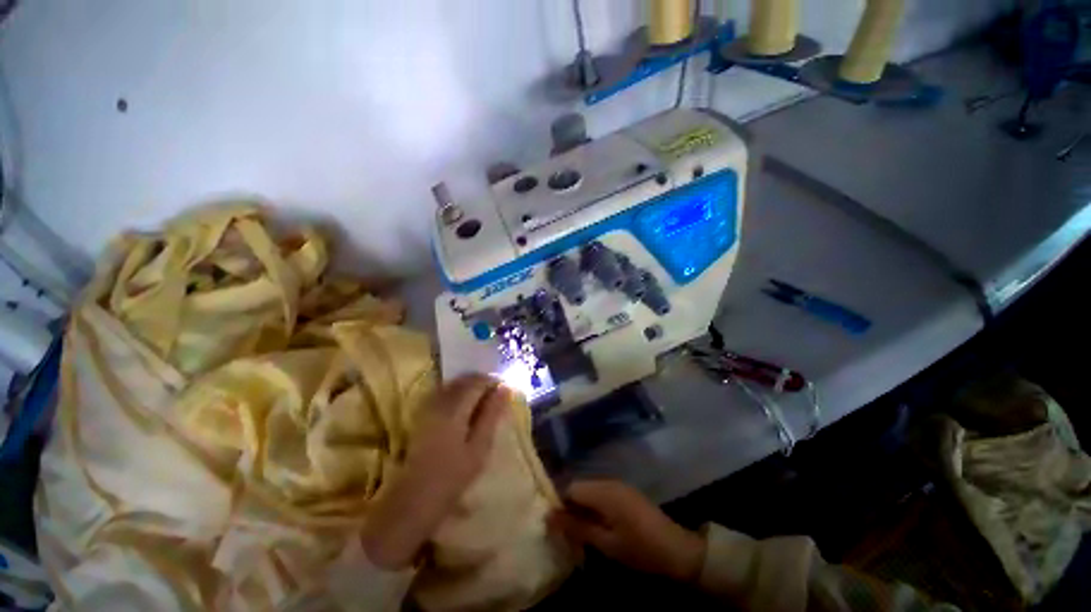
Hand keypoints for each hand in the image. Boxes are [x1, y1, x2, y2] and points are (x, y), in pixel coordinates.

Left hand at [361, 374, 509, 568]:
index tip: (505, 388)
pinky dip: (458, 392)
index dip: (492, 381)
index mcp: (455, 408)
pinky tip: (465, 405)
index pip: (476, 382)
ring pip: (453, 384)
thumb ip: (492, 414)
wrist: (415, 498)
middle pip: (463, 380)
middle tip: (497, 393)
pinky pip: (444, 392)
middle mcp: (440, 402)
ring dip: (470, 386)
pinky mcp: (423, 414)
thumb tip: (504, 388)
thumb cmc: (453, 475)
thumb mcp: (480, 446)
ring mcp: (429, 407)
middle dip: (482, 382)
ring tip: (484, 399)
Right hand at [550, 480, 705, 581]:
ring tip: (580, 531)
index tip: (556, 525)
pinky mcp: (625, 492)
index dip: (560, 504)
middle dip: (570, 506)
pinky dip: (594, 506)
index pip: (571, 487)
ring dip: (582, 507)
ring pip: (590, 490)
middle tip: (567, 531)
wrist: (677, 550)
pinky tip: (597, 525)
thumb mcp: (606, 543)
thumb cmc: (640, 550)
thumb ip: (576, 528)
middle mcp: (609, 481)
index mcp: (604, 491)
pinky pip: (601, 493)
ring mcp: (619, 485)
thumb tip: (549, 517)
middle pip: (580, 487)